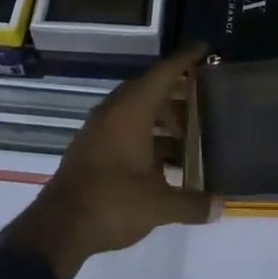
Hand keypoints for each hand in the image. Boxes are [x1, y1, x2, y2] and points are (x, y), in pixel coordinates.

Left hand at [0, 44, 215, 278]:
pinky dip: (145, 135)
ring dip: (161, 119)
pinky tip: (161, 161)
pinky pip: (123, 128)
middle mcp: (114, 112)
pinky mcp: (90, 148)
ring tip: (187, 138)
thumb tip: (220, 205)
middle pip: (150, 90)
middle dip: (177, 94)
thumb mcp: (158, 206)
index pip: (163, 73)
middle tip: (204, 103)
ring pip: (136, 111)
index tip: (205, 49)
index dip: (185, 59)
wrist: (57, 229)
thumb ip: (192, 203)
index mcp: (131, 111)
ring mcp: (98, 130)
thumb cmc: (111, 203)